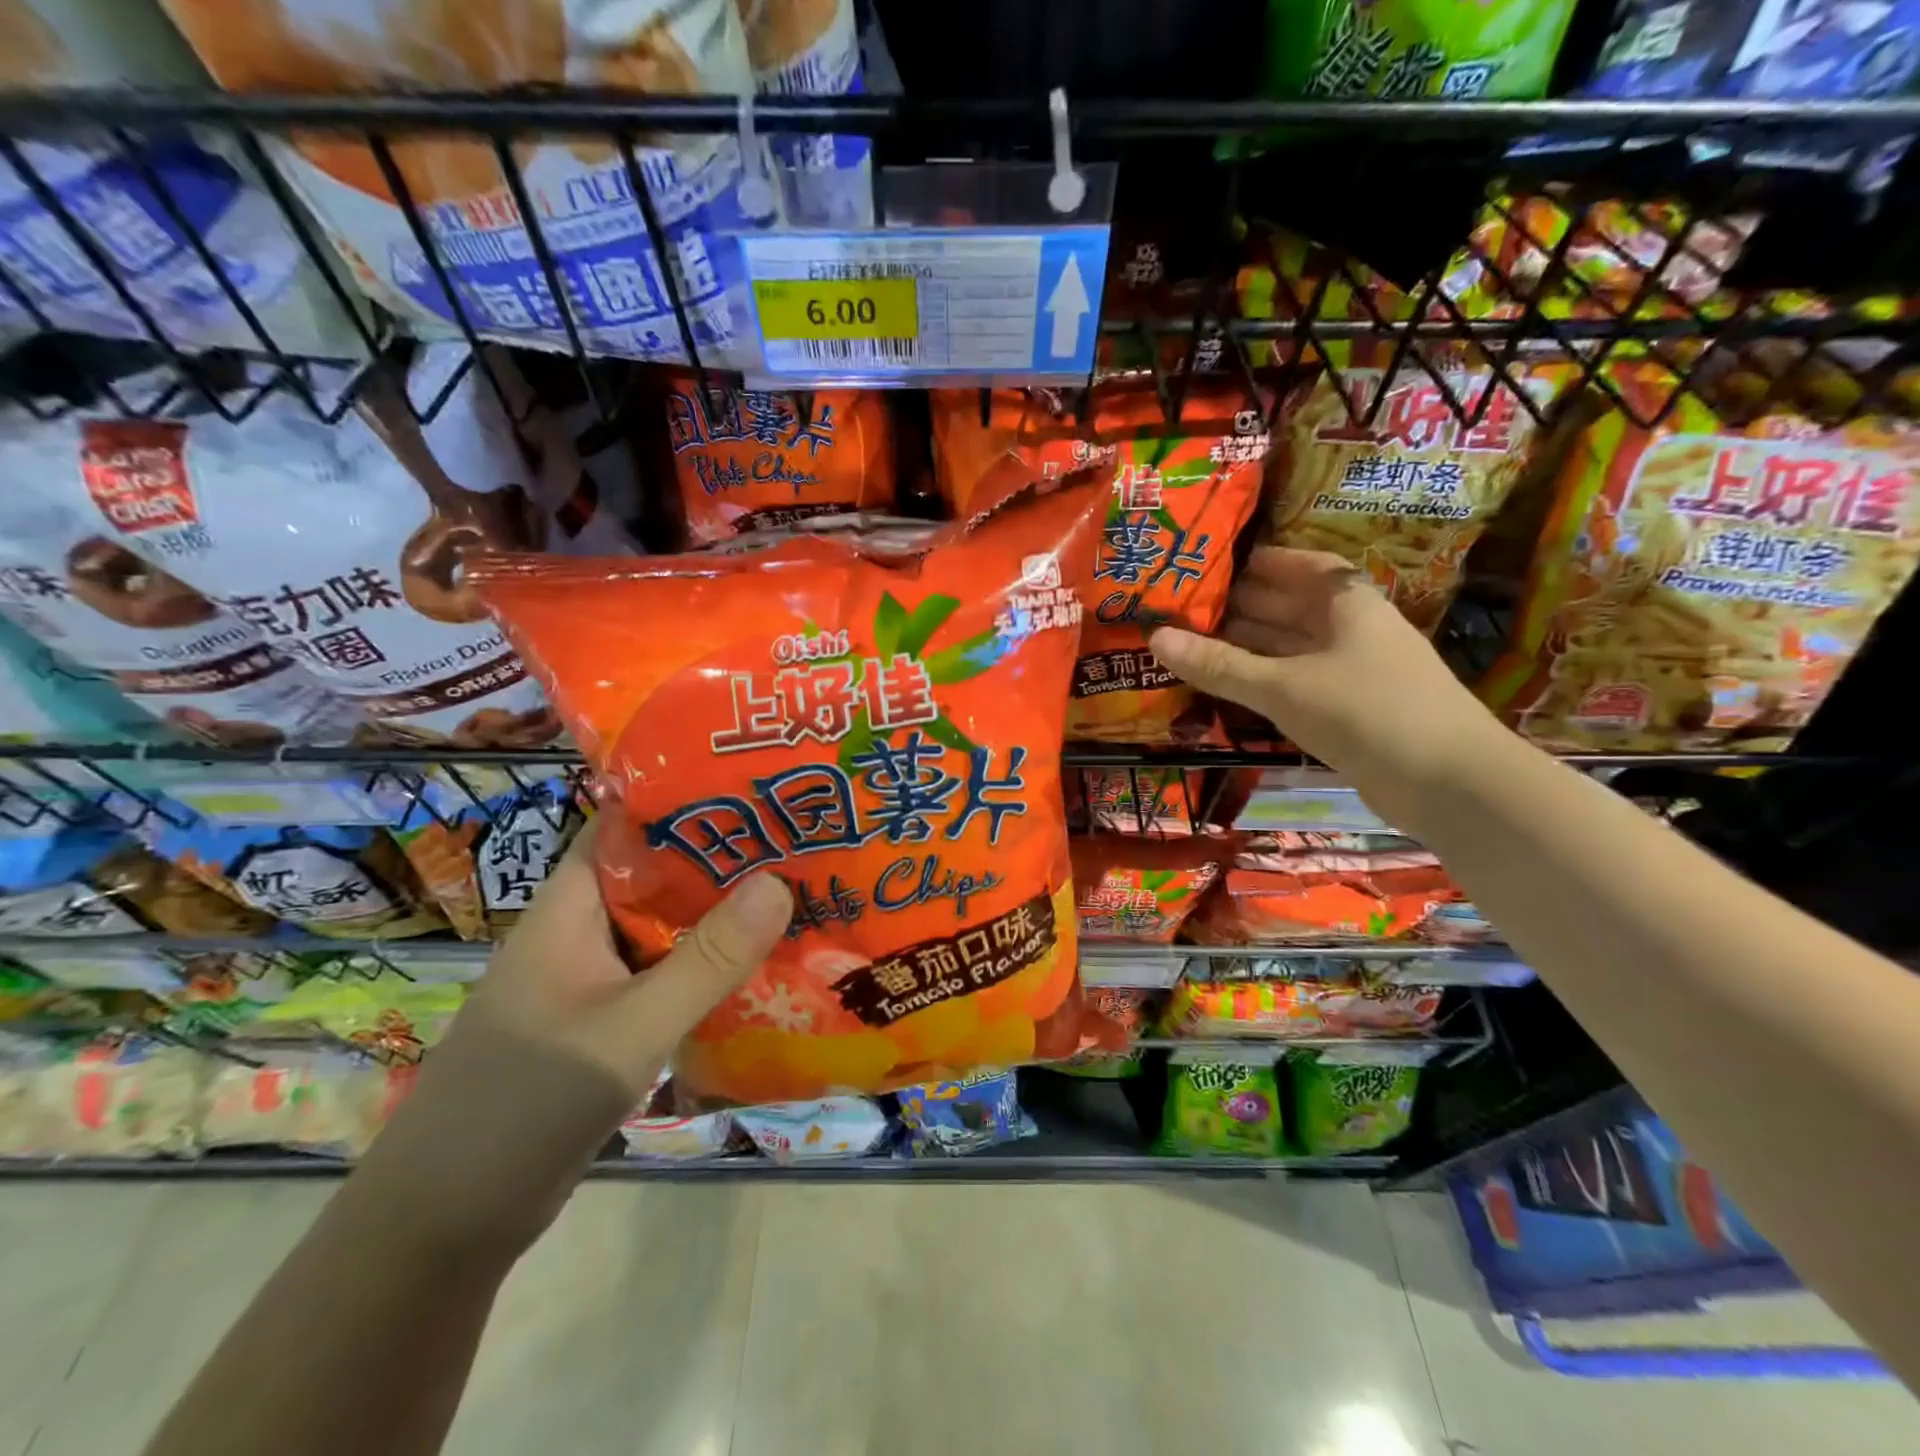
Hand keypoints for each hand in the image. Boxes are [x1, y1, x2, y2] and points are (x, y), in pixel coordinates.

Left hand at [349, 820, 791, 1257]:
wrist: (442, 1227)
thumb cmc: (525, 1104)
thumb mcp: (630, 1028)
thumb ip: (707, 960)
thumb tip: (778, 882)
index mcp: (569, 909)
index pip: (627, 826)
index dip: (687, 800)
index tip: (757, 790)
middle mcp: (581, 933)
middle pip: (657, 877)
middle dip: (724, 860)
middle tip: (799, 842)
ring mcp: (592, 981)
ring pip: (666, 930)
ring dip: (721, 918)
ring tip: (798, 894)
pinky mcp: (604, 1024)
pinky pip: (666, 977)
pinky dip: (708, 969)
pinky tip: (762, 970)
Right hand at [1149, 545, 1496, 797]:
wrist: (1448, 782)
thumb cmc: (1365, 711)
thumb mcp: (1282, 686)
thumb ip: (1219, 664)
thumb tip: (1155, 638)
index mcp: (1347, 603)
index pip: (1301, 566)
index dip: (1260, 563)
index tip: (1214, 565)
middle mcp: (1352, 629)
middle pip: (1291, 606)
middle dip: (1241, 606)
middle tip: (1184, 608)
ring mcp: (1355, 670)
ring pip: (1292, 647)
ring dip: (1248, 646)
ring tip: (1193, 644)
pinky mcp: (1352, 709)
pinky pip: (1298, 681)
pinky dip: (1265, 680)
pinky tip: (1232, 686)